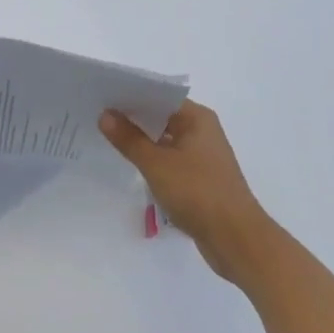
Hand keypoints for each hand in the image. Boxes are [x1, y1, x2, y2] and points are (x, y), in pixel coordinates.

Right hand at [99, 100, 280, 286]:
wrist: (235, 238)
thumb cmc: (197, 192)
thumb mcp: (156, 164)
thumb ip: (129, 139)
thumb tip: (105, 115)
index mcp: (197, 118)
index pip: (160, 95)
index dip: (132, 94)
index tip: (104, 94)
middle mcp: (202, 131)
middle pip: (163, 116)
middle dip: (133, 117)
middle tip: (98, 114)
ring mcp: (203, 156)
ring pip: (166, 139)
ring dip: (142, 140)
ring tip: (108, 137)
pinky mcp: (200, 178)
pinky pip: (171, 159)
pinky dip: (153, 159)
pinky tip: (131, 164)